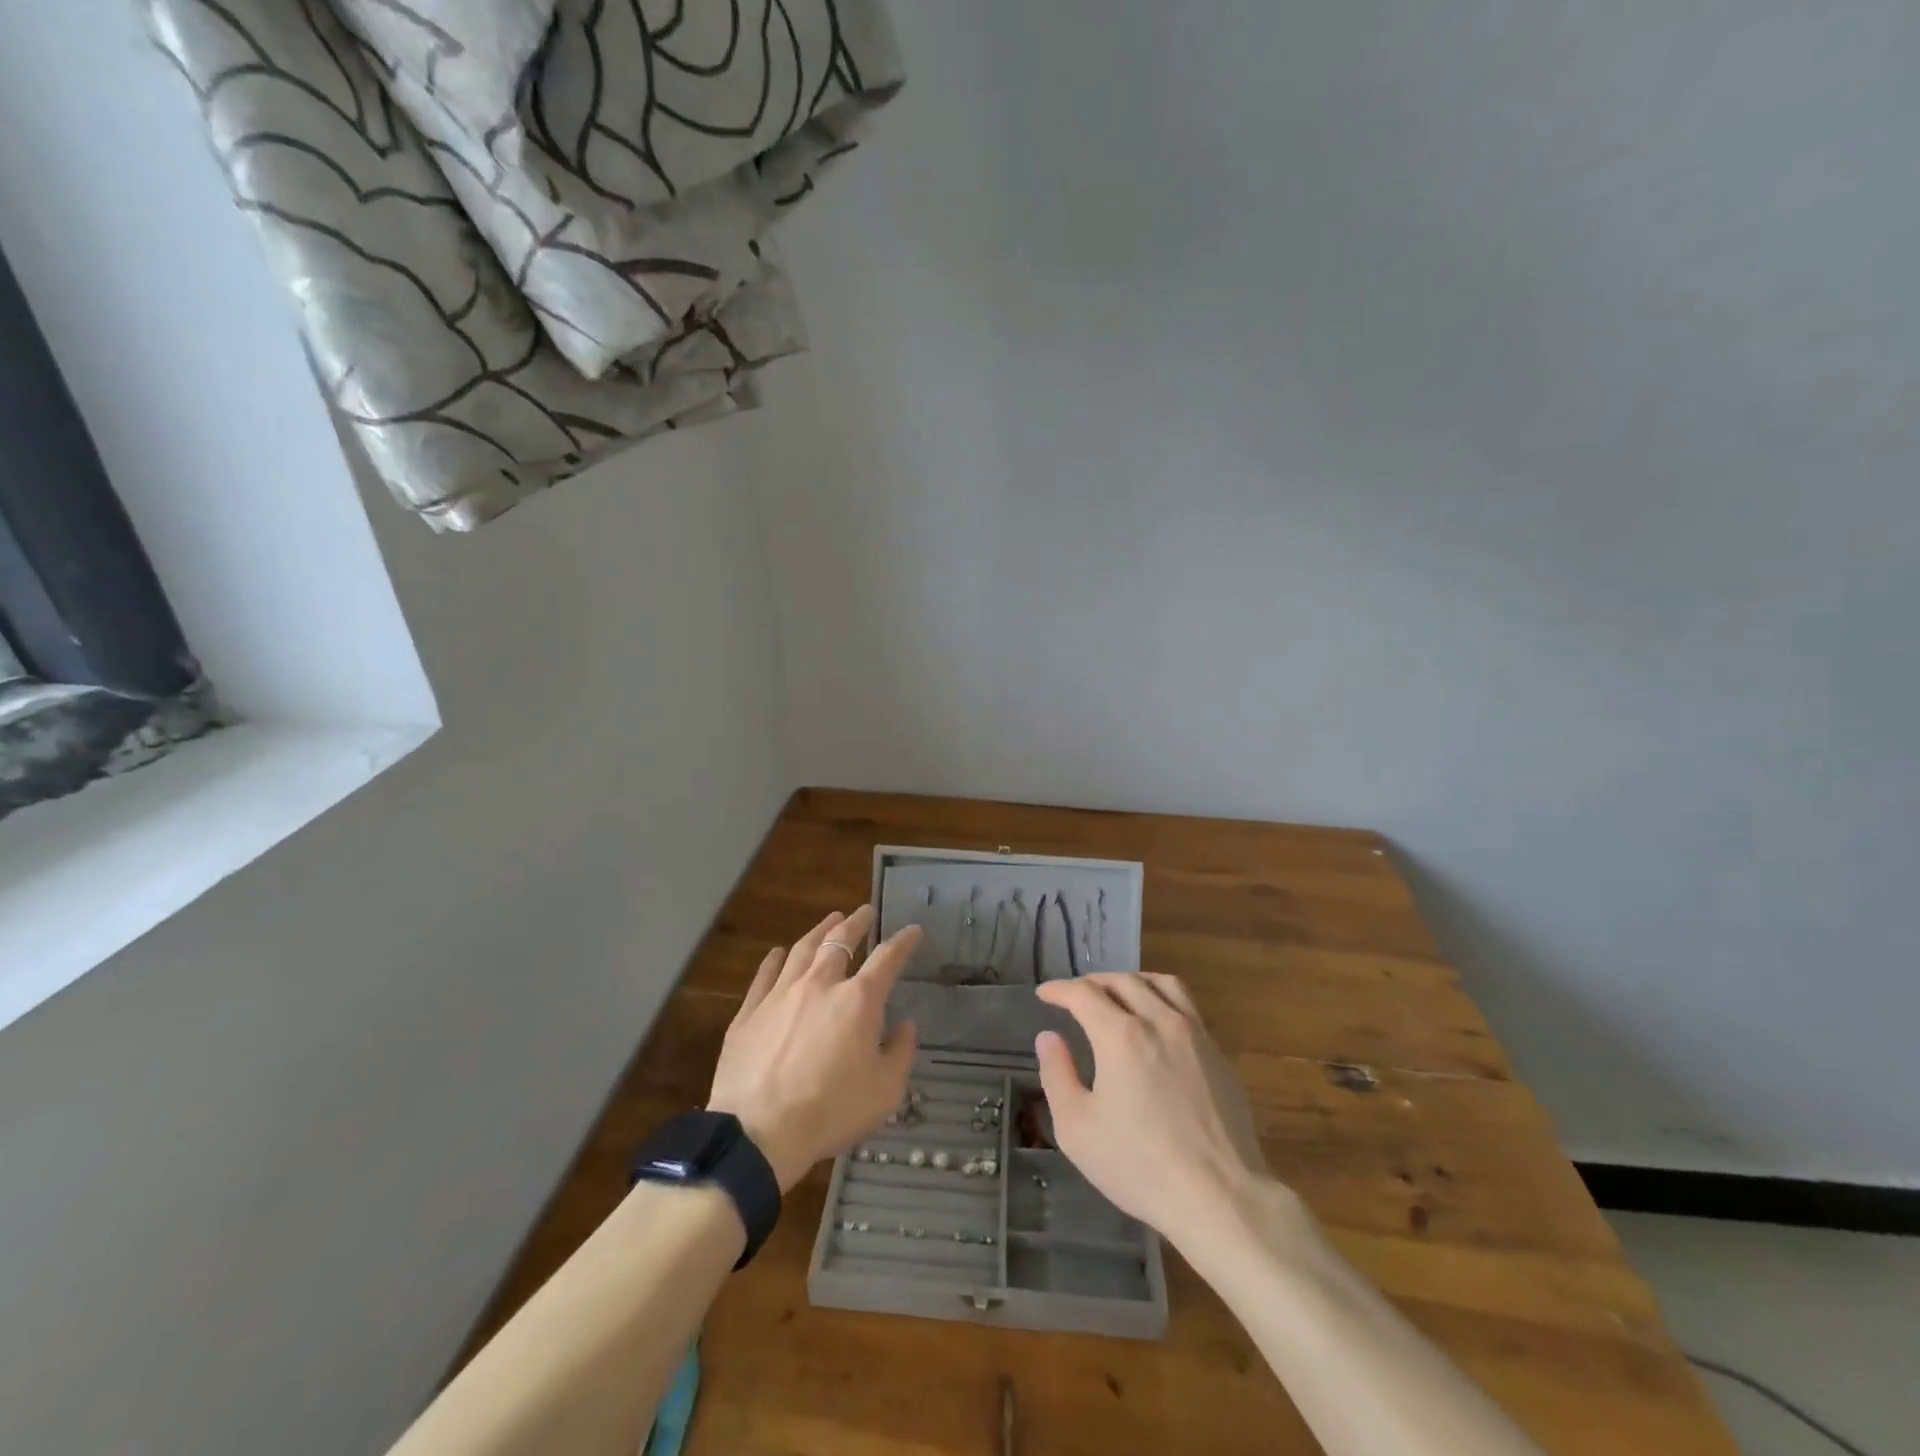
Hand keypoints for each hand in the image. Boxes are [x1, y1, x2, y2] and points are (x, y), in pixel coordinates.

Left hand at [707, 906, 920, 1192]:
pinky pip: (765, 974)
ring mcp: (780, 994)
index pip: (887, 959)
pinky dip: (776, 958)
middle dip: (856, 923)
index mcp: (858, 1001)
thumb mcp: (884, 1092)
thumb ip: (900, 1053)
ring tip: (829, 920)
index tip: (913, 931)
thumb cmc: (830, 1111)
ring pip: (802, 949)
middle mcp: (820, 985)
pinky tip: (779, 952)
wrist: (758, 1132)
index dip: (903, 941)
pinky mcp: (749, 1012)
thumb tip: (904, 1026)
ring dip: (819, 931)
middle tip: (864, 912)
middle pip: (839, 941)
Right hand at [1035, 972, 1272, 1247]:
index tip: (1044, 994)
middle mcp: (1158, 1021)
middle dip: (1092, 982)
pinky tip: (1156, 1021)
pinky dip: (1161, 998)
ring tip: (1117, 994)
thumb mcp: (1077, 1128)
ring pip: (1160, 984)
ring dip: (1131, 981)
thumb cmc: (1139, 1166)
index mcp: (1120, 1035)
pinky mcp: (1217, 1053)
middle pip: (1122, 981)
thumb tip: (1049, 1037)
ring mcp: (1194, 1034)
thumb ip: (1057, 1075)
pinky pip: (1186, 1005)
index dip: (1059, 989)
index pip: (1083, 993)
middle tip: (1075, 996)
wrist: (1220, 1197)